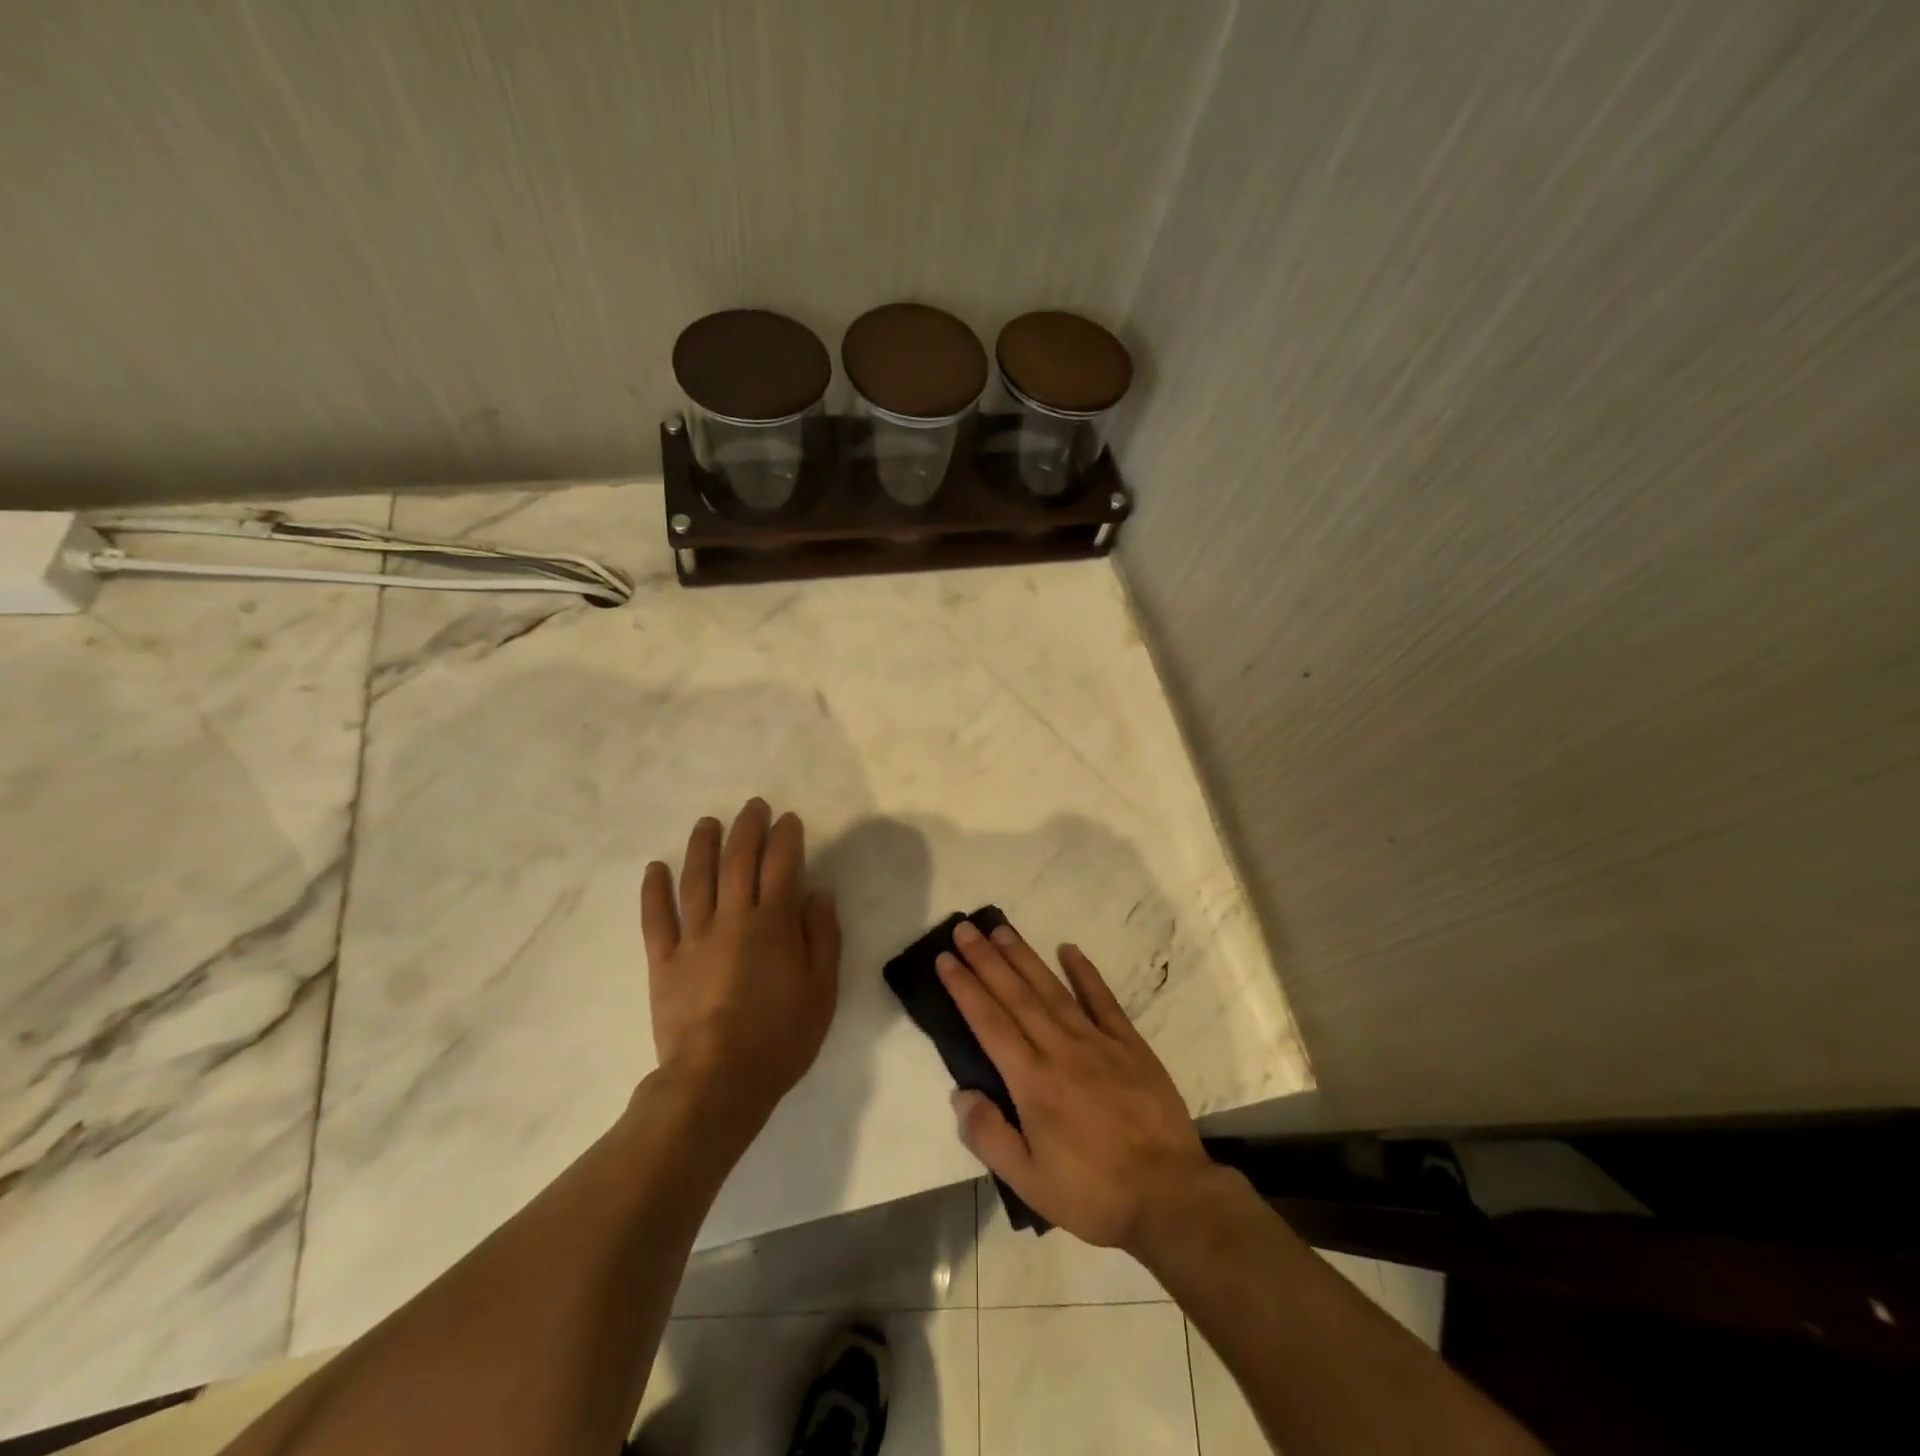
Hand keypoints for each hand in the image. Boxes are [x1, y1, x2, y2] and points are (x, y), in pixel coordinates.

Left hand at [640, 799, 841, 1129]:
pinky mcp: (664, 962)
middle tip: (752, 807)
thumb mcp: (823, 988)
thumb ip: (822, 936)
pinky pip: (656, 919)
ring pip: (696, 880)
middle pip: (738, 861)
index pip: (782, 865)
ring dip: (702, 846)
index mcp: (773, 923)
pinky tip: (656, 868)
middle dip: (747, 828)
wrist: (718, 1080)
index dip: (786, 837)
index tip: (788, 819)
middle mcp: (732, 918)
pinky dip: (654, 890)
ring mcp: (694, 938)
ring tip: (707, 822)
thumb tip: (817, 893)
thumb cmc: (781, 1035)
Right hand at [938, 921, 1213, 1251]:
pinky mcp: (1130, 1044)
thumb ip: (990, 1136)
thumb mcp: (1030, 1183)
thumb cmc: (1094, 1193)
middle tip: (964, 928)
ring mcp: (1098, 1042)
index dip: (965, 988)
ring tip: (1001, 929)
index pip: (989, 1023)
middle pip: (1016, 995)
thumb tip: (960, 1093)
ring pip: (1052, 989)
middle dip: (986, 959)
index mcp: (1032, 1082)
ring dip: (1024, 957)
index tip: (945, 959)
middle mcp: (1060, 1049)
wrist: (1170, 1196)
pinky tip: (1069, 949)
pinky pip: (1103, 999)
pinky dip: (1085, 972)